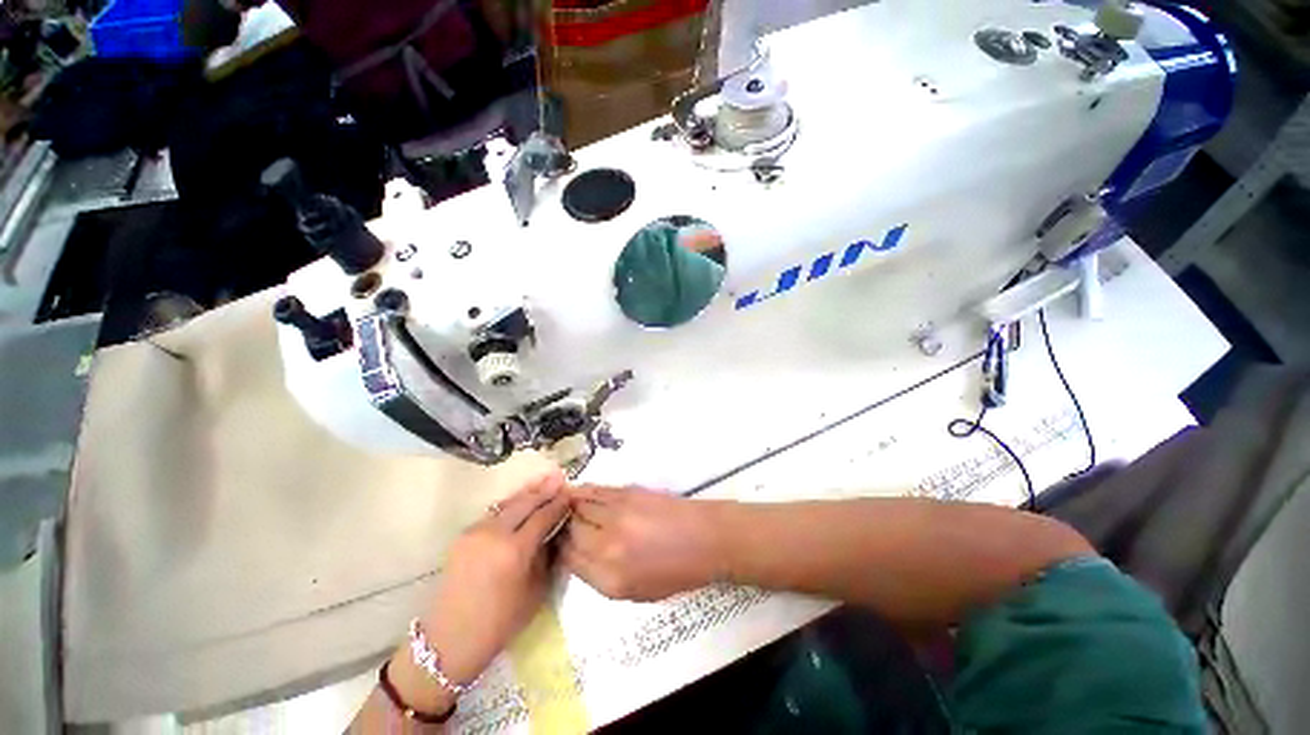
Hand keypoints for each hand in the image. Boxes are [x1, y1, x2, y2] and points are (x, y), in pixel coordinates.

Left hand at [420, 471, 570, 684]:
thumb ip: (546, 555)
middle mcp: (494, 533)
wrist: (449, 640)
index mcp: (514, 550)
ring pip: (508, 503)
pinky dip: (512, 504)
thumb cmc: (500, 623)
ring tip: (545, 479)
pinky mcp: (464, 535)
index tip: (571, 494)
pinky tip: (522, 500)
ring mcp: (476, 531)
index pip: (543, 516)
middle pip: (525, 502)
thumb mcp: (535, 591)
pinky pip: (494, 512)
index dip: (559, 503)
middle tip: (561, 476)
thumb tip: (555, 530)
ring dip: (528, 492)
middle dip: (545, 489)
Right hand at [561, 485, 726, 600]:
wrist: (706, 538)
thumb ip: (600, 577)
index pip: (567, 559)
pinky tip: (579, 494)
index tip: (559, 545)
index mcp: (610, 579)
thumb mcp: (636, 592)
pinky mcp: (627, 492)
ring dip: (570, 507)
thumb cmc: (677, 572)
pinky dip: (583, 492)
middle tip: (563, 526)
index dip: (559, 550)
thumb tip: (578, 554)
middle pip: (569, 530)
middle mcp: (607, 546)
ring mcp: (617, 515)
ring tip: (566, 507)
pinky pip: (595, 490)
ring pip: (578, 506)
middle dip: (563, 528)